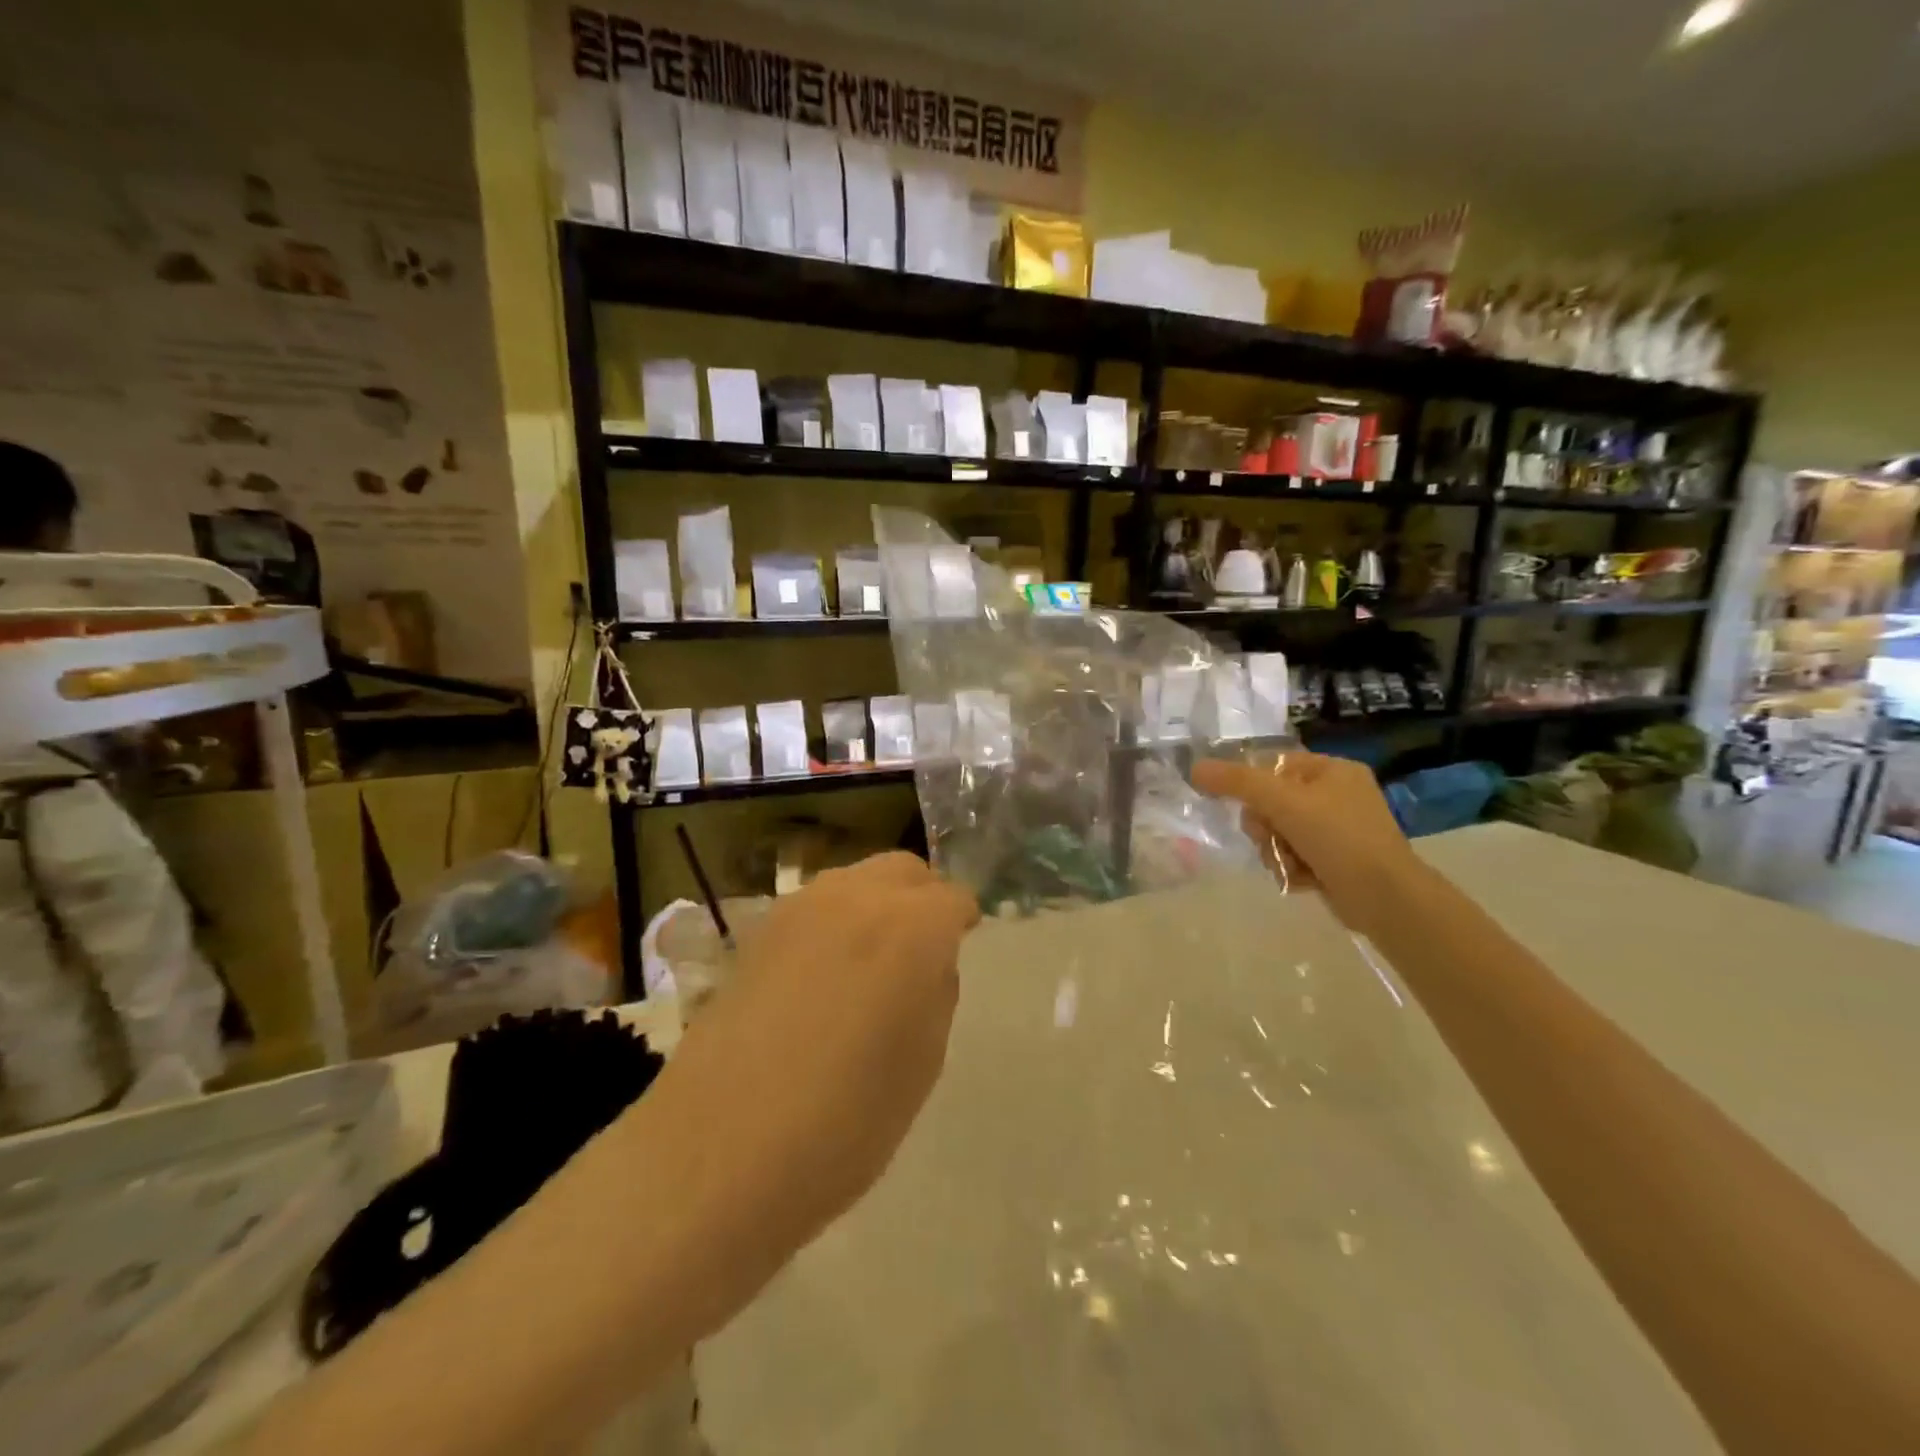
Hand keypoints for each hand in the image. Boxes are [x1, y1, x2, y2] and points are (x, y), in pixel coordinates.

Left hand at [650, 852, 979, 1260]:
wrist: (721, 1149)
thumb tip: (929, 961)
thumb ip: (936, 991)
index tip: (961, 947)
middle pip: (904, 871)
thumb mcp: (923, 1062)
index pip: (953, 898)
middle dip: (923, 898)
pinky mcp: (760, 930)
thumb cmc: (846, 1120)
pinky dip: (835, 921)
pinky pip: (816, 906)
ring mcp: (801, 907)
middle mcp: (858, 897)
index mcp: (912, 926)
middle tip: (923, 949)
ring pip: (857, 881)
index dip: (962, 923)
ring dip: (877, 904)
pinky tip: (824, 973)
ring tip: (872, 961)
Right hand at [1192, 752, 1417, 933]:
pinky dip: (1291, 867)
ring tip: (1289, 864)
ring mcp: (1339, 830)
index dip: (1253, 786)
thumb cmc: (1338, 838)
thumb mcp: (1283, 802)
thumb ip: (1237, 782)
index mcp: (1333, 770)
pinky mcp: (1336, 860)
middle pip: (1272, 802)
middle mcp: (1338, 795)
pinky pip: (1294, 855)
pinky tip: (1301, 878)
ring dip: (1275, 850)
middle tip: (1271, 838)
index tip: (1249, 808)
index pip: (1274, 765)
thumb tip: (1195, 767)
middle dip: (1265, 826)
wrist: (1386, 898)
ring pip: (1279, 832)